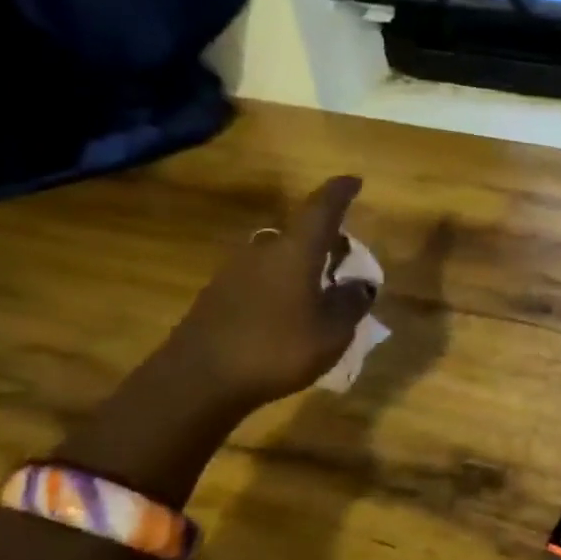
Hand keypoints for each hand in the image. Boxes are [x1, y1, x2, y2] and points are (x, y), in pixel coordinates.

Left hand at [166, 176, 377, 409]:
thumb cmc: (277, 348)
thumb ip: (351, 304)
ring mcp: (236, 272)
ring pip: (279, 258)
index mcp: (296, 251)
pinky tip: (289, 315)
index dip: (340, 193)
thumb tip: (361, 284)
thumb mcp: (332, 332)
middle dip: (325, 241)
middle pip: (300, 234)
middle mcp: (264, 251)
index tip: (354, 180)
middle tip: (345, 258)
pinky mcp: (219, 295)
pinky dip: (281, 287)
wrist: (199, 379)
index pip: (322, 208)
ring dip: (302, 267)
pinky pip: (261, 280)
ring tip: (321, 291)